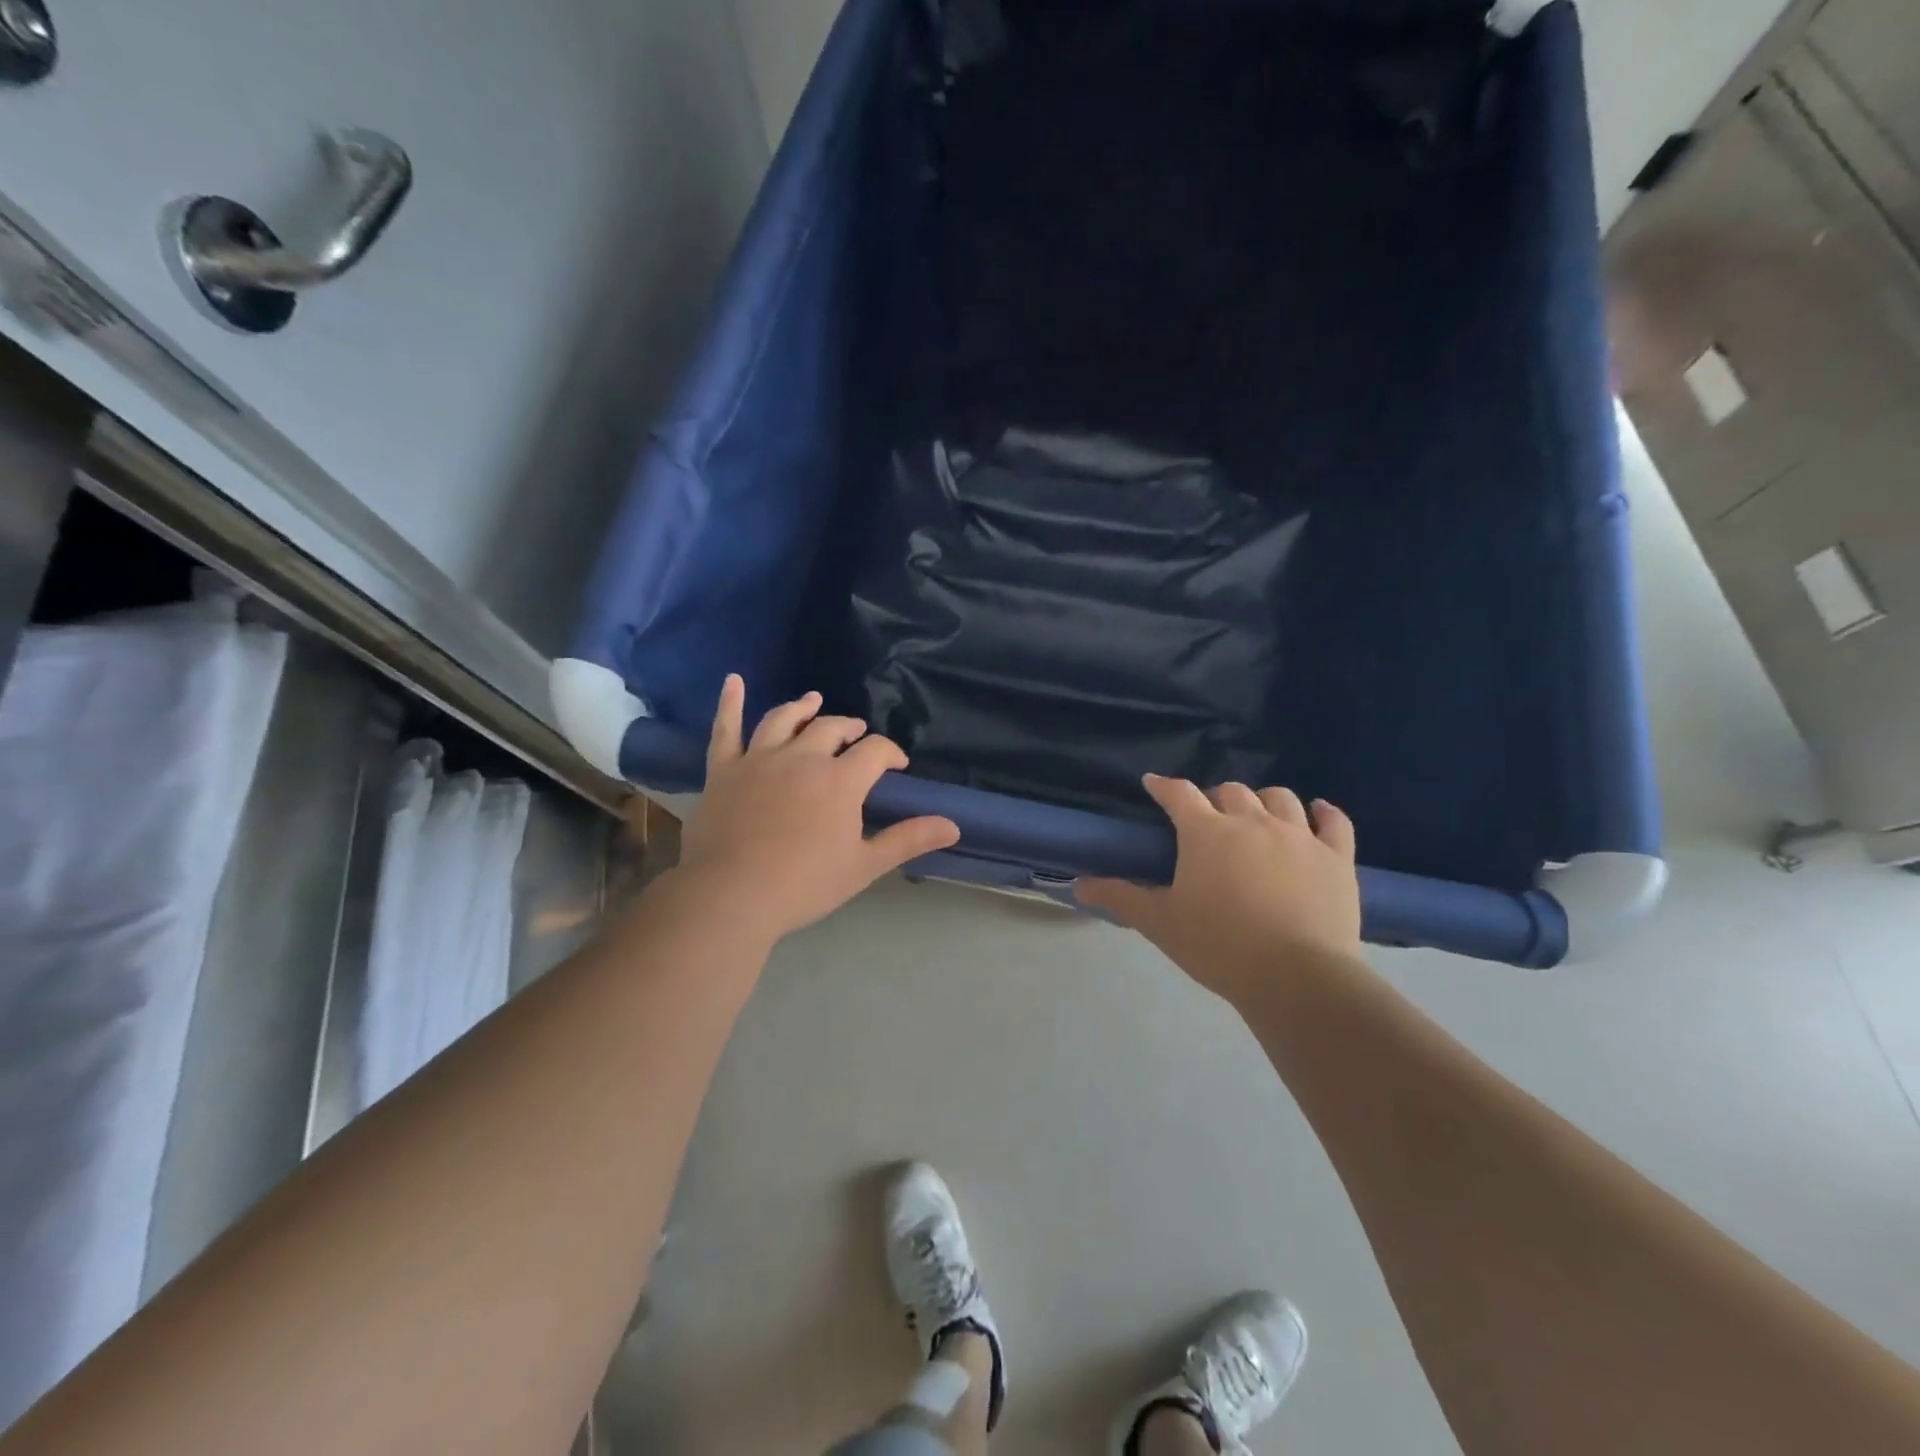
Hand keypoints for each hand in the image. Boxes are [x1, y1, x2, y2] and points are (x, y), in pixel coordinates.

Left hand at [671, 676, 959, 943]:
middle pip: (831, 728)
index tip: (897, 764)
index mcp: (840, 780)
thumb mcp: (865, 865)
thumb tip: (953, 825)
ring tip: (813, 701)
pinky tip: (733, 680)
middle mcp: (803, 757)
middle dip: (850, 728)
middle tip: (857, 734)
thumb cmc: (804, 884)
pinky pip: (726, 728)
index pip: (875, 751)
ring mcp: (760, 759)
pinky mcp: (724, 769)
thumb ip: (908, 839)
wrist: (732, 895)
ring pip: (784, 719)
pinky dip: (730, 702)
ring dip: (803, 708)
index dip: (890, 752)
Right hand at [1077, 775, 1361, 1008]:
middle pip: (1231, 791)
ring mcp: (1299, 835)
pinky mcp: (1336, 856)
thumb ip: (1120, 897)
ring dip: (1263, 801)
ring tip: (1257, 817)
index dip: (1163, 786)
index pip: (1179, 794)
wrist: (1298, 979)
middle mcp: (1252, 822)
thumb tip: (1078, 885)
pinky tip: (1316, 812)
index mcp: (1206, 833)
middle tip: (1207, 820)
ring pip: (1280, 798)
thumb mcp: (1160, 923)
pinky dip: (1323, 812)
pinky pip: (1333, 820)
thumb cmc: (1219, 947)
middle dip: (1214, 798)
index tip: (1153, 784)